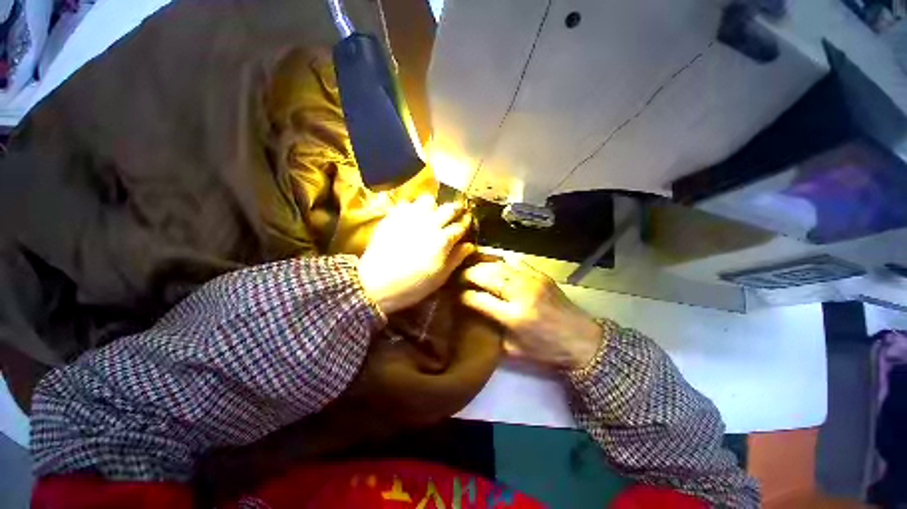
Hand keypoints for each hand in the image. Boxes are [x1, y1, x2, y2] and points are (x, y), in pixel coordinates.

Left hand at [359, 195, 473, 314]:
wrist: (376, 284)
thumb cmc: (413, 285)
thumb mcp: (440, 277)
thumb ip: (456, 258)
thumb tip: (470, 245)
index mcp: (442, 240)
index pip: (460, 227)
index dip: (465, 225)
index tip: (466, 225)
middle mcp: (429, 224)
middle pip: (448, 208)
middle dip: (455, 210)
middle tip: (454, 215)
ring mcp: (410, 218)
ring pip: (428, 200)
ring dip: (433, 206)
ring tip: (430, 215)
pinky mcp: (393, 217)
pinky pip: (406, 203)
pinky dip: (412, 208)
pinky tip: (410, 219)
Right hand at [460, 261, 602, 370]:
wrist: (583, 340)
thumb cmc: (547, 350)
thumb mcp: (515, 351)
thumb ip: (491, 334)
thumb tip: (474, 317)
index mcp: (514, 317)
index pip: (479, 299)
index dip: (464, 295)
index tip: (456, 295)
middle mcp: (521, 294)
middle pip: (487, 276)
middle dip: (469, 274)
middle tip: (459, 276)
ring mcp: (532, 280)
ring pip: (499, 265)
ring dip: (482, 265)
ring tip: (472, 267)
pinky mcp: (541, 275)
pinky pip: (515, 261)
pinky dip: (500, 261)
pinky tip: (494, 264)